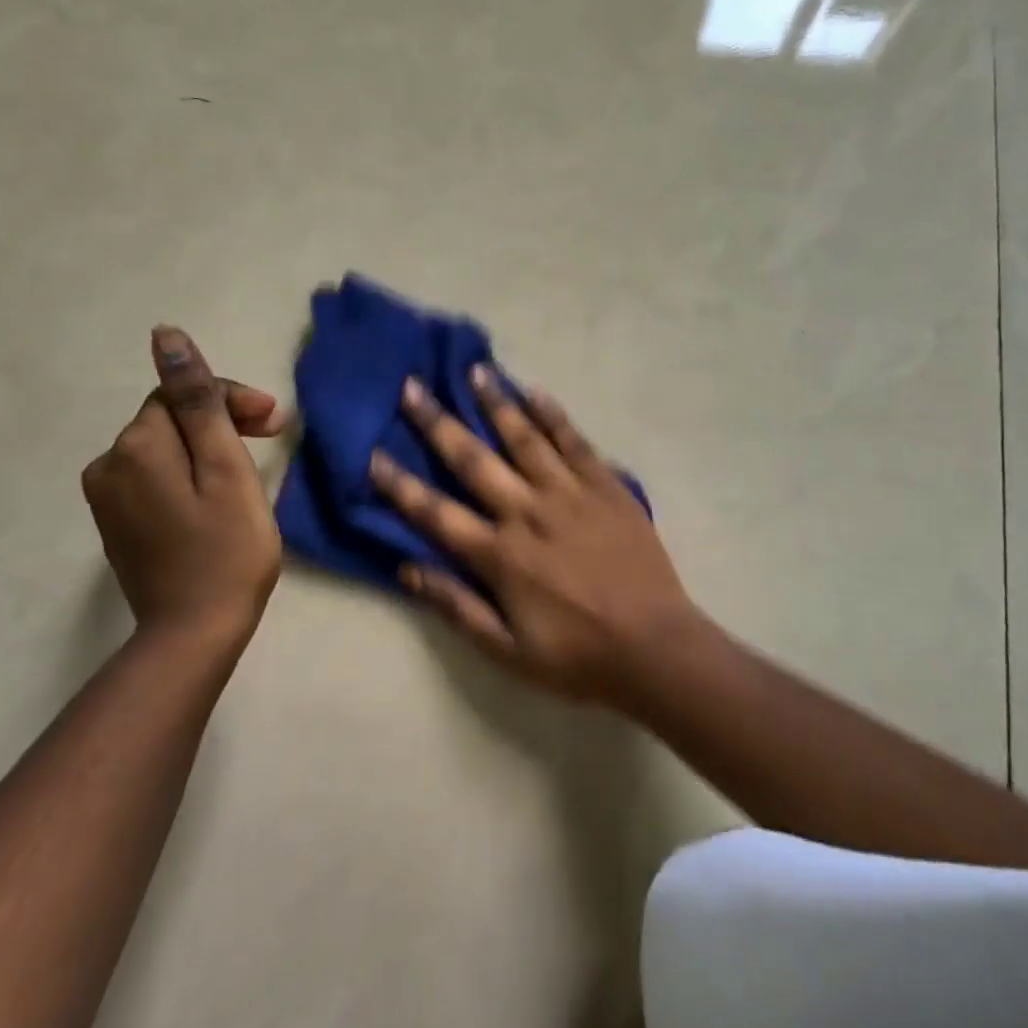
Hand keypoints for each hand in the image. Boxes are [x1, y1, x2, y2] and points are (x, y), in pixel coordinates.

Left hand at [81, 326, 283, 647]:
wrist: (194, 633)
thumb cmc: (227, 549)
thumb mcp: (225, 468)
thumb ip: (198, 401)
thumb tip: (165, 335)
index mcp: (136, 446)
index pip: (181, 394)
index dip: (230, 399)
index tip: (275, 422)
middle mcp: (108, 464)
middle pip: (171, 420)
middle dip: (219, 421)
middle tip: (272, 438)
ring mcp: (107, 497)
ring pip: (164, 449)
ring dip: (206, 448)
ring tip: (248, 470)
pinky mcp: (116, 523)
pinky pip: (154, 478)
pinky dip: (187, 475)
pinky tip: (216, 496)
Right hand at [368, 368, 700, 704]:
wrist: (655, 648)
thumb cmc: (577, 656)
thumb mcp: (507, 651)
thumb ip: (457, 608)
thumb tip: (407, 570)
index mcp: (500, 555)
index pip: (436, 513)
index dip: (399, 485)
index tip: (373, 454)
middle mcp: (529, 513)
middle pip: (474, 460)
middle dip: (438, 423)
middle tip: (412, 387)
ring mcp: (571, 495)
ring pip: (525, 439)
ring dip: (496, 403)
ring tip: (475, 370)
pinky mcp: (607, 488)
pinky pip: (576, 443)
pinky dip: (554, 417)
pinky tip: (536, 393)